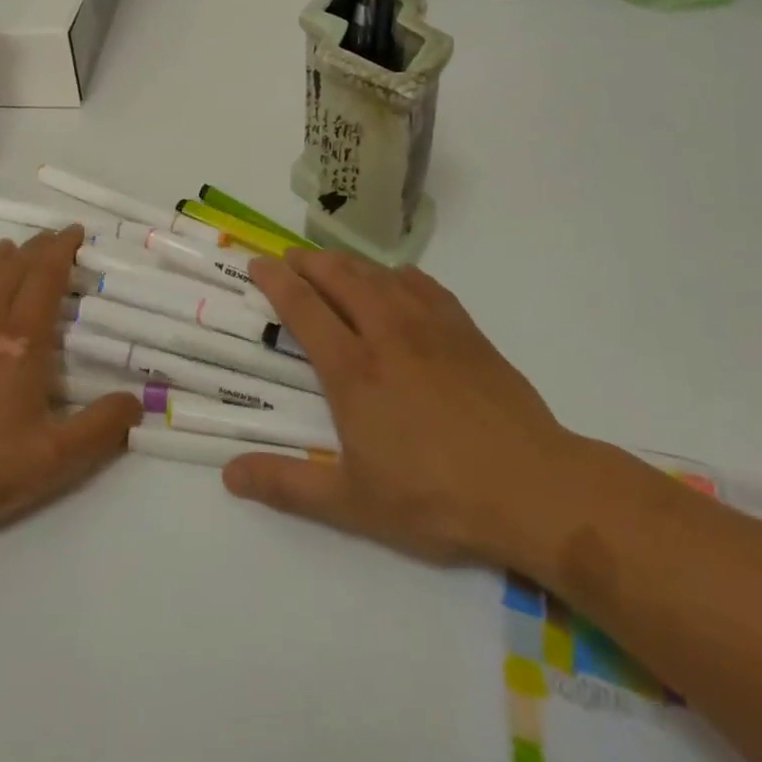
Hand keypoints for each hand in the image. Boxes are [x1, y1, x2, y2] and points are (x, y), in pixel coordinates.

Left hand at [0, 227, 141, 532]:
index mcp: (20, 342)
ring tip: (14, 248)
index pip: (45, 279)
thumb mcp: (52, 458)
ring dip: (1, 259)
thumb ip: (99, 428)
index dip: (62, 251)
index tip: (76, 232)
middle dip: (37, 248)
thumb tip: (136, 402)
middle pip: (13, 270)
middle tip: (55, 236)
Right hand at [222, 250, 587, 569]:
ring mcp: (430, 327)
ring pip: (379, 274)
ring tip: (331, 263)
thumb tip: (228, 474)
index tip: (257, 264)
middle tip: (288, 258)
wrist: (533, 488)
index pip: (303, 307)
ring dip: (348, 262)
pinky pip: (424, 284)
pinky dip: (398, 274)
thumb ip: (287, 485)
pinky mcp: (466, 331)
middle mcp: (386, 334)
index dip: (276, 281)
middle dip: (308, 262)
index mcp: (353, 370)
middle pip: (339, 277)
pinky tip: (396, 280)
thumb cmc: (436, 497)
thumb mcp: (353, 503)